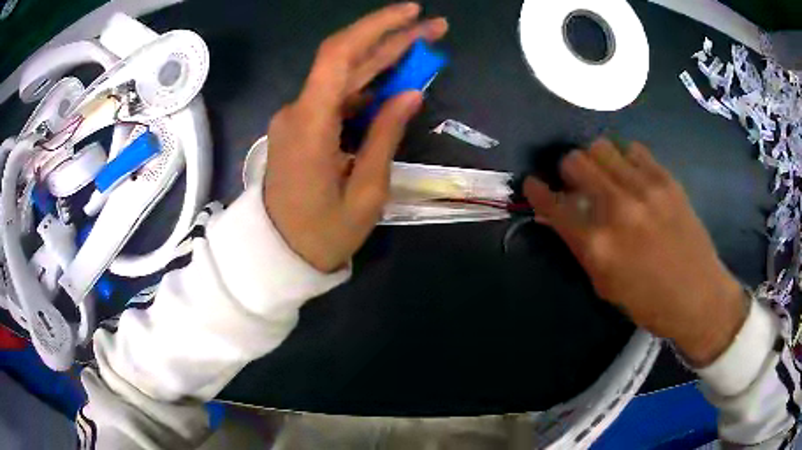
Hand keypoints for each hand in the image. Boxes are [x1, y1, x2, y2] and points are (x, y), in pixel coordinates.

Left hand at [264, 3, 447, 271]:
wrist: (279, 254)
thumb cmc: (323, 234)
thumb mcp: (365, 192)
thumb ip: (385, 136)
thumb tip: (410, 93)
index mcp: (310, 124)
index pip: (339, 55)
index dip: (376, 27)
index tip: (412, 13)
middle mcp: (298, 110)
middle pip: (346, 61)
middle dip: (392, 41)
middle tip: (434, 29)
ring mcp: (297, 118)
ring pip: (343, 78)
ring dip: (383, 62)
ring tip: (424, 51)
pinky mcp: (301, 128)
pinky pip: (336, 98)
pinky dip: (367, 88)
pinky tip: (395, 82)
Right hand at [524, 139, 747, 365]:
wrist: (698, 296)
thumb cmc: (648, 302)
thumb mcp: (605, 284)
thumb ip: (580, 247)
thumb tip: (559, 217)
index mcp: (598, 245)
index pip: (553, 204)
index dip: (537, 190)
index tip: (533, 184)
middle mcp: (617, 209)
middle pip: (575, 161)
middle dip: (567, 170)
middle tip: (576, 182)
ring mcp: (644, 189)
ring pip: (601, 147)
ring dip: (595, 159)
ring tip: (605, 175)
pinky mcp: (666, 179)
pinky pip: (633, 149)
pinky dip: (625, 159)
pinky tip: (631, 175)